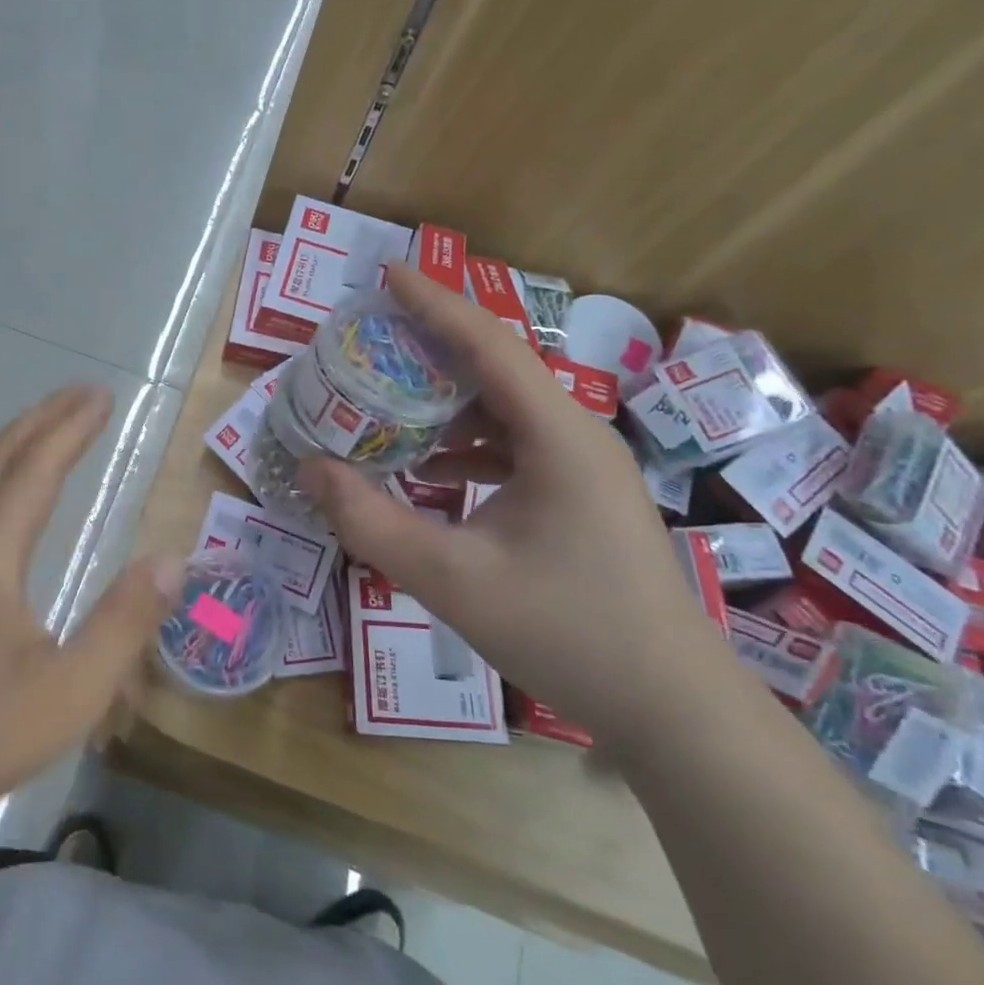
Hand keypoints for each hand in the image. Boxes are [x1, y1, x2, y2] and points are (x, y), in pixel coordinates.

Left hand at [0, 385, 180, 826]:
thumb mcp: (71, 689)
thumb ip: (124, 622)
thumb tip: (172, 560)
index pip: (36, 469)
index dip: (71, 429)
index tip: (103, 397)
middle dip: (43, 419)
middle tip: (83, 394)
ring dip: (16, 440)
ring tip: (50, 424)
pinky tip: (8, 492)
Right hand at [301, 264, 735, 751]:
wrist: (672, 710)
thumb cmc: (567, 634)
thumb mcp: (451, 579)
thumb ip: (370, 521)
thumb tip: (311, 468)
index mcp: (557, 436)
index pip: (488, 345)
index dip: (434, 303)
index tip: (385, 274)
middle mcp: (575, 436)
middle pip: (495, 367)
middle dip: (430, 344)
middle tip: (369, 335)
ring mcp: (581, 467)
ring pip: (502, 408)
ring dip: (444, 398)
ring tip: (385, 396)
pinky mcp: (577, 496)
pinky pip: (511, 446)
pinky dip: (464, 443)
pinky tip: (427, 467)